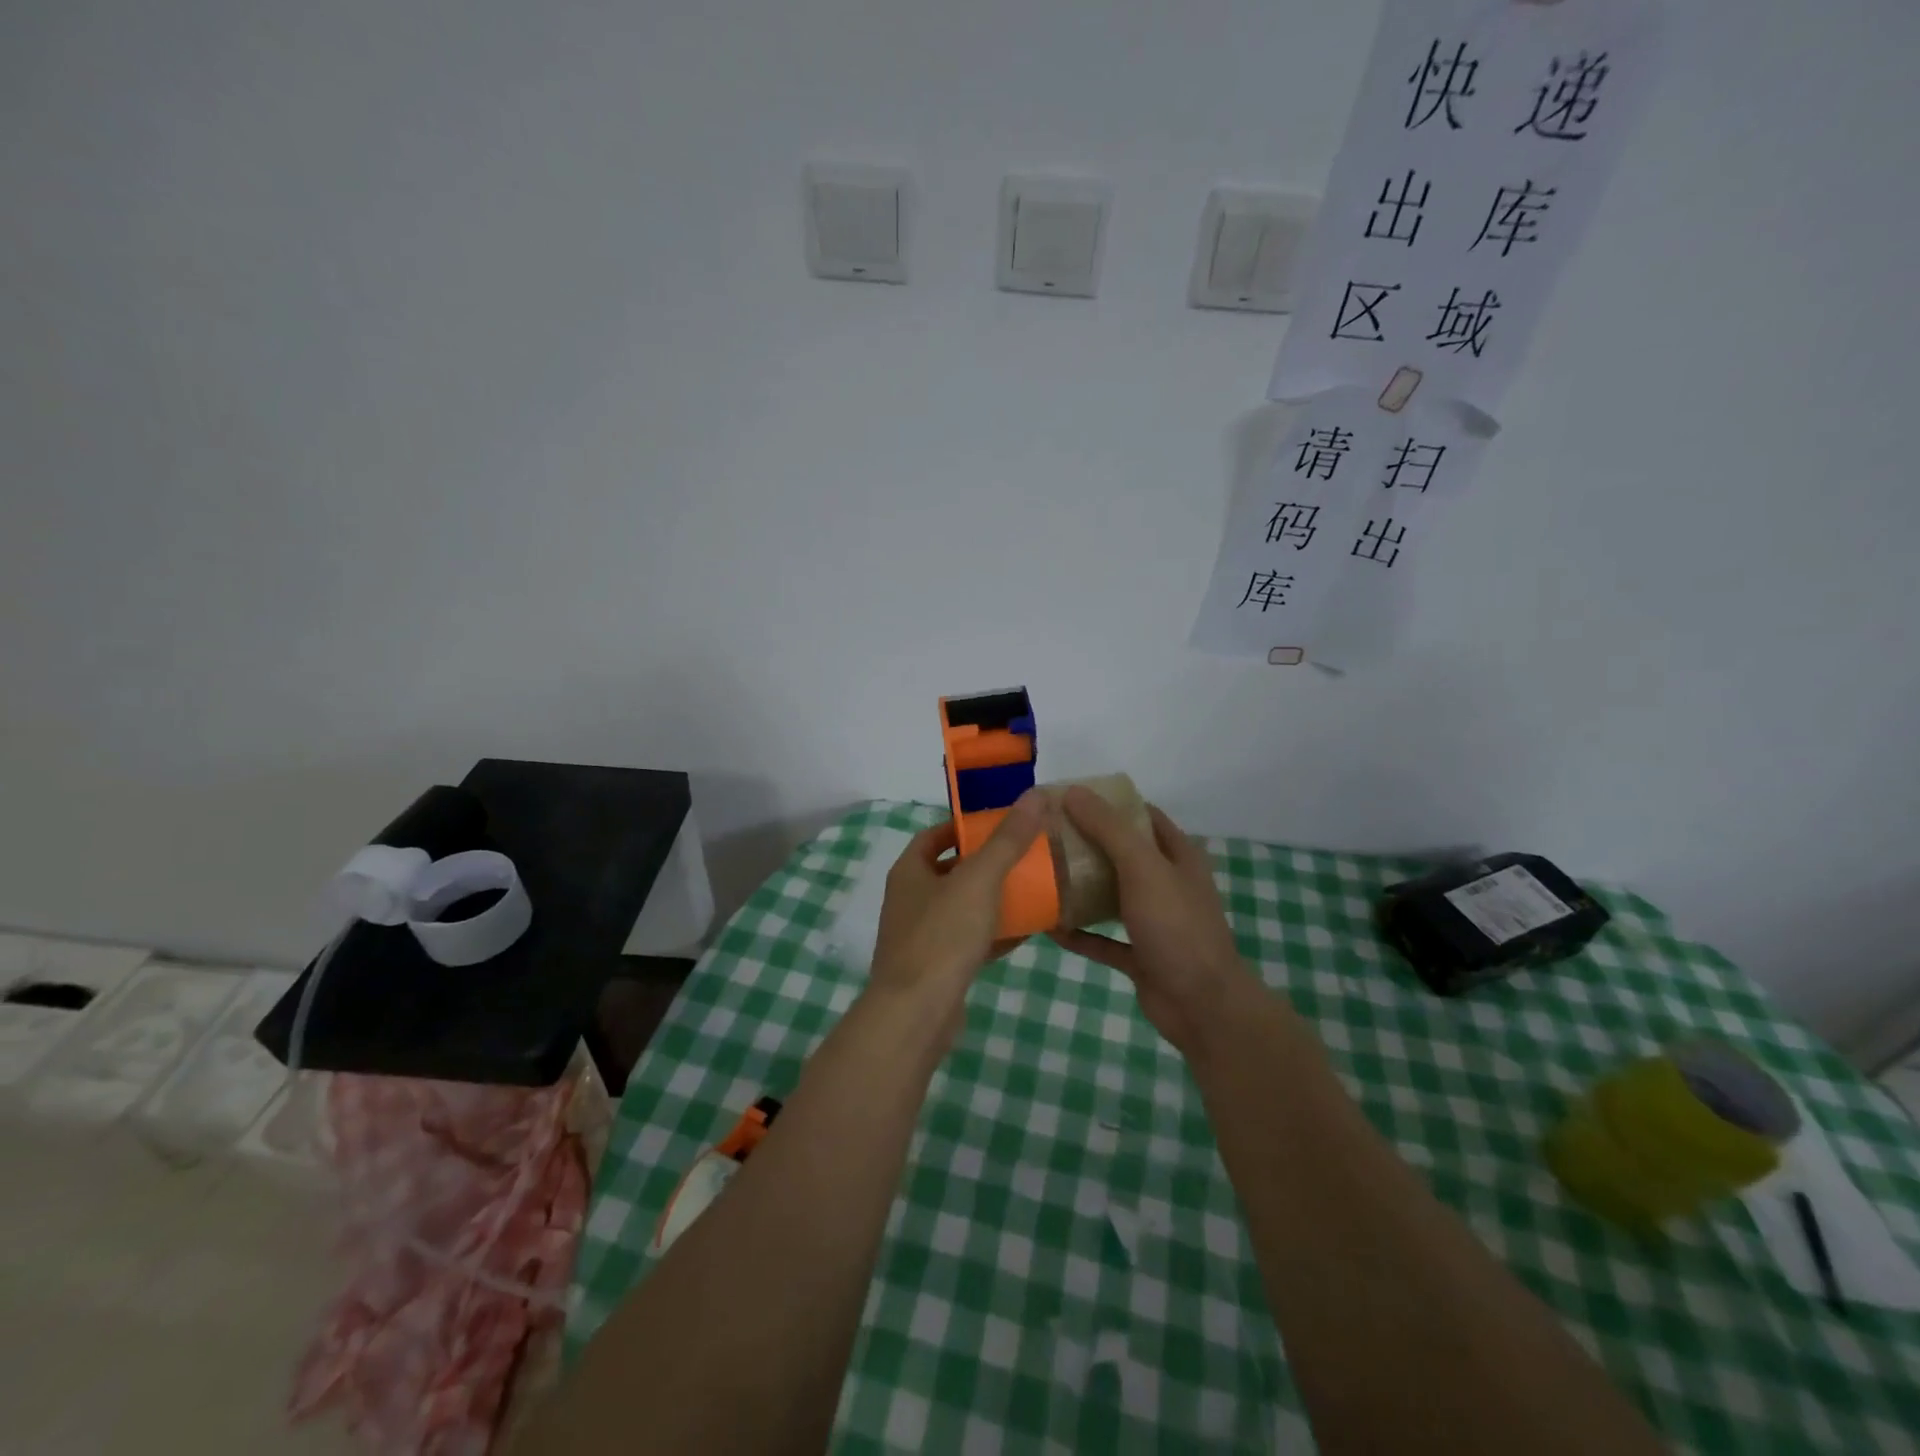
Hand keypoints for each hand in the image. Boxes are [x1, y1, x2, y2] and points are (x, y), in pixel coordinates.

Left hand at [867, 791, 1047, 1027]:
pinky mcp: (936, 968)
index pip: (934, 836)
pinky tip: (1025, 933)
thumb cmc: (942, 936)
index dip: (964, 827)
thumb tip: (1034, 796)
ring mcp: (921, 936)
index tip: (999, 825)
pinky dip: (993, 934)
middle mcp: (910, 900)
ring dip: (992, 899)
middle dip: (984, 864)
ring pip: (961, 908)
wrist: (916, 1014)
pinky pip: (968, 941)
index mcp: (909, 872)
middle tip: (1023, 856)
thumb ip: (1007, 840)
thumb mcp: (979, 880)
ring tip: (1031, 889)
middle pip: (950, 871)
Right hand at [1049, 787, 1244, 1052]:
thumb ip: (1108, 828)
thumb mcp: (1142, 867)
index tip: (1069, 799)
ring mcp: (1154, 922)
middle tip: (1046, 836)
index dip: (1110, 804)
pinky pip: (1102, 939)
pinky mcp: (1139, 956)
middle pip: (1122, 855)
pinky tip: (1049, 926)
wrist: (1202, 1004)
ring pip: (1111, 896)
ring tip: (1041, 875)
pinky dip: (1079, 933)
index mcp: (1177, 856)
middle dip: (1087, 844)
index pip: (1142, 816)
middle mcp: (1166, 884)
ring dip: (1081, 888)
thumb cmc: (1176, 925)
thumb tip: (1073, 791)